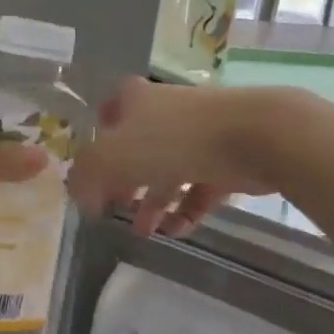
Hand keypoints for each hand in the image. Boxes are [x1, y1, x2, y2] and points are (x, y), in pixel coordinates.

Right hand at [68, 78, 285, 237]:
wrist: (254, 136)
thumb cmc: (174, 140)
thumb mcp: (113, 156)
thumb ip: (86, 176)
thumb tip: (79, 196)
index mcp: (137, 101)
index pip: (110, 110)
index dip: (99, 138)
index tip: (93, 168)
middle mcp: (167, 113)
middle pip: (138, 148)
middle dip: (125, 182)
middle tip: (115, 209)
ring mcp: (199, 136)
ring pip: (169, 172)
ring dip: (154, 203)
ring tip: (145, 233)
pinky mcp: (226, 160)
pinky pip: (199, 189)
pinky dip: (186, 210)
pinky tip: (176, 232)